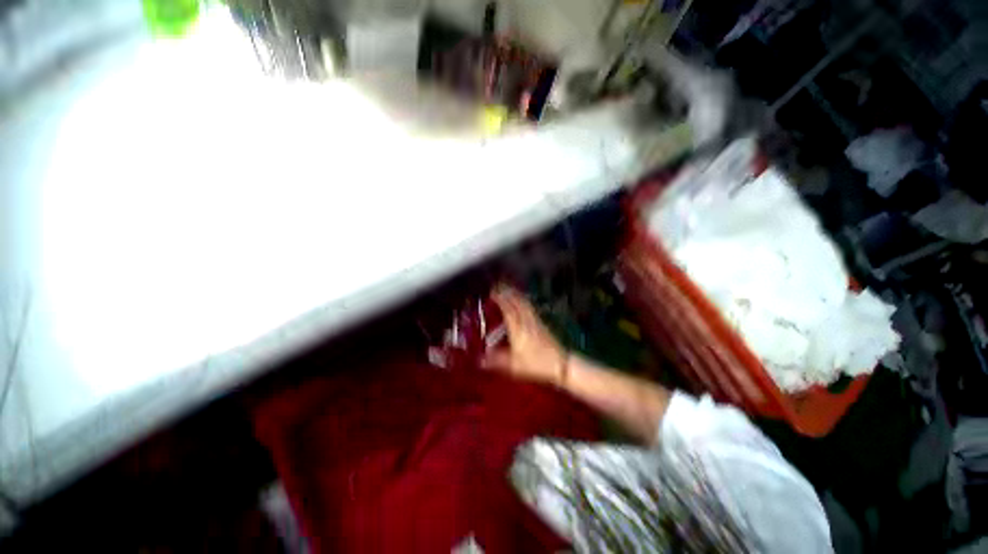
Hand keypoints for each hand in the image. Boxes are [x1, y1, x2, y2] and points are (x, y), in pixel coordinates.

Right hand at [483, 286, 567, 385]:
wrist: (560, 364)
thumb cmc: (535, 364)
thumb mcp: (513, 365)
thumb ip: (496, 361)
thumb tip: (480, 360)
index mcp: (518, 329)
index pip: (508, 309)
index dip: (500, 299)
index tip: (493, 292)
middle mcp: (526, 321)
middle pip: (516, 302)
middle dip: (507, 292)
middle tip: (499, 285)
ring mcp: (535, 321)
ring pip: (524, 303)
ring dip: (516, 294)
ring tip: (509, 288)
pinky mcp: (541, 323)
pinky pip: (530, 307)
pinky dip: (524, 300)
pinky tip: (523, 300)